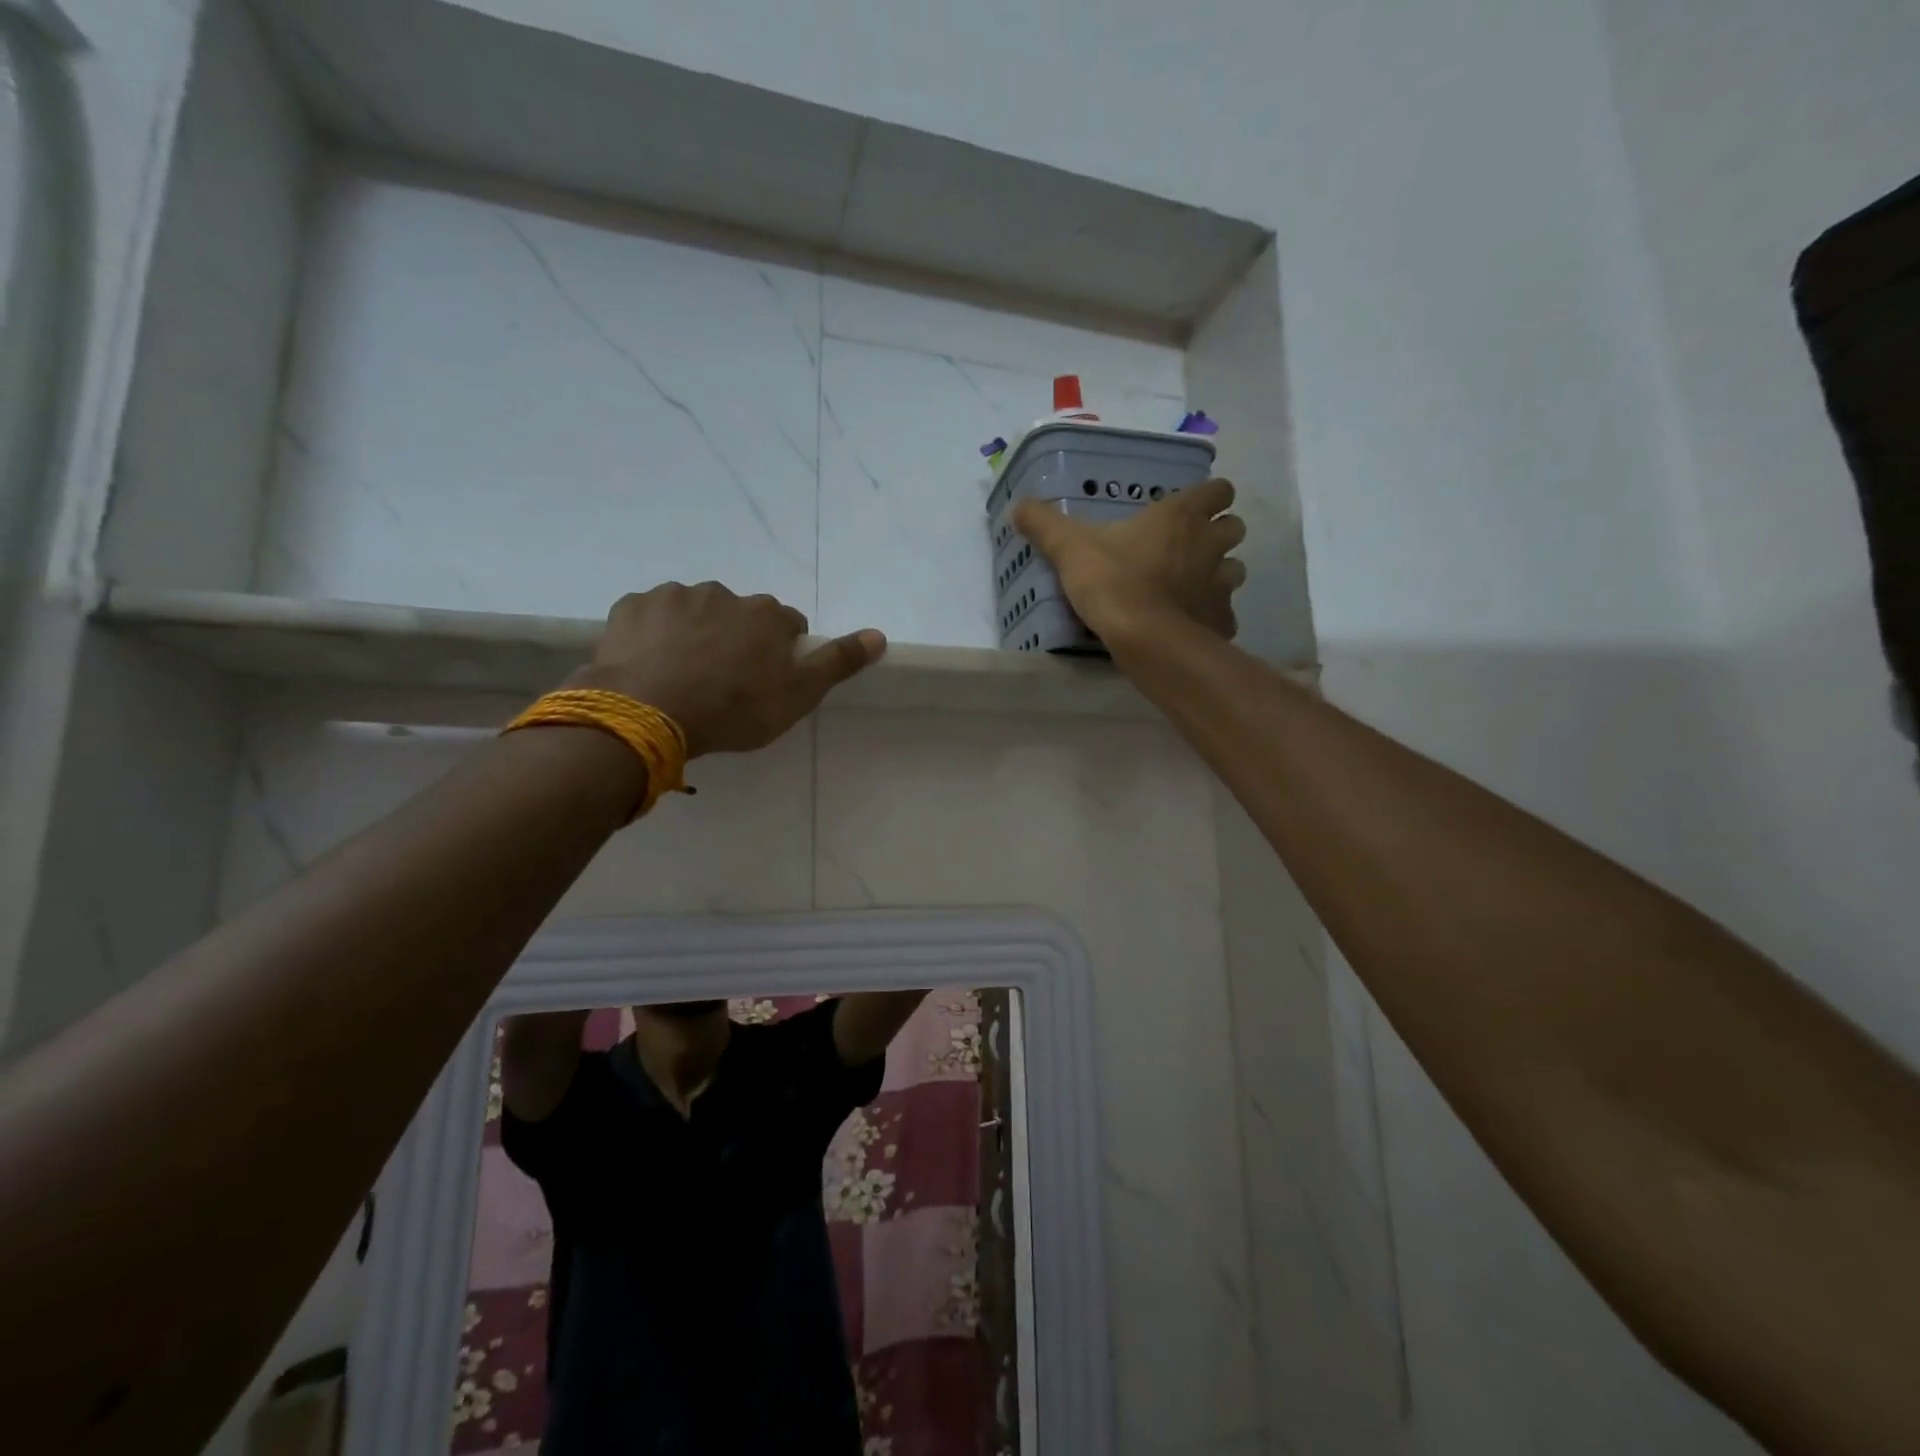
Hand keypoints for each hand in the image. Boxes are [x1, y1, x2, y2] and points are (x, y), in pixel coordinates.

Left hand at [574, 583, 884, 756]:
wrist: (649, 711)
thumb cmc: (734, 707)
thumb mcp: (798, 694)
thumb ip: (838, 662)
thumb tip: (879, 635)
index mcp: (766, 615)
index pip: (787, 623)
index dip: (782, 649)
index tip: (769, 677)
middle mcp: (723, 594)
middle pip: (738, 614)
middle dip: (735, 637)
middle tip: (723, 679)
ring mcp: (673, 597)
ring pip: (693, 611)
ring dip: (693, 632)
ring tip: (682, 674)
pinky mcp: (631, 608)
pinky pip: (650, 617)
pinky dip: (653, 634)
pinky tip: (648, 664)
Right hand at [1013, 478, 1245, 646]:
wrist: (1146, 640)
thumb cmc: (1113, 583)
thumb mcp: (1070, 549)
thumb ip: (1044, 525)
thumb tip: (1017, 506)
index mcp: (1181, 516)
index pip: (1219, 489)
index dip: (1208, 497)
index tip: (1188, 509)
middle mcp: (1210, 543)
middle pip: (1234, 526)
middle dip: (1217, 533)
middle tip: (1187, 547)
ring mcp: (1221, 583)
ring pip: (1235, 569)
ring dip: (1219, 573)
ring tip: (1190, 586)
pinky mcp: (1221, 620)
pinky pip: (1224, 613)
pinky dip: (1213, 615)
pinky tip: (1190, 624)